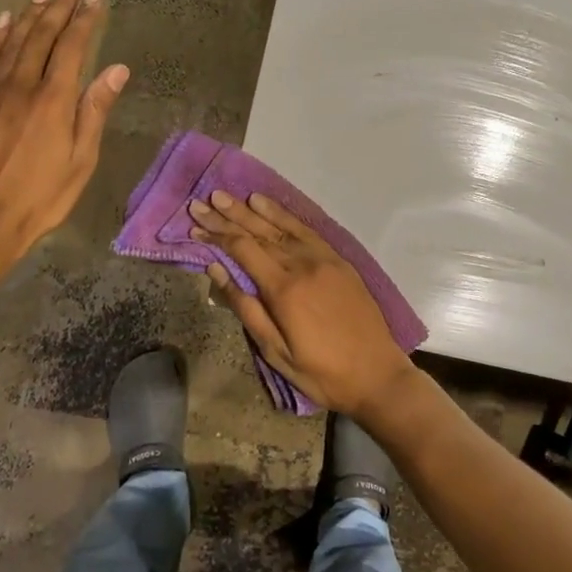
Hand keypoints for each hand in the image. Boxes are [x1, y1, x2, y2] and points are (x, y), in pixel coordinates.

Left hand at [0, 0, 128, 261]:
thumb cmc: (42, 195)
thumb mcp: (81, 159)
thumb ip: (95, 110)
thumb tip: (116, 69)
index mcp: (53, 100)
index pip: (72, 48)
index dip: (85, 21)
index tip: (95, 0)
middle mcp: (21, 86)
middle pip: (42, 37)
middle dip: (59, 7)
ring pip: (13, 42)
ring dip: (30, 15)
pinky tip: (4, 21)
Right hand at [191, 191, 417, 418]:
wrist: (377, 374)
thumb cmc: (321, 372)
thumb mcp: (276, 352)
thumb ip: (245, 307)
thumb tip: (217, 269)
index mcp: (284, 289)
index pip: (242, 250)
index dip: (217, 234)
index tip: (195, 221)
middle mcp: (302, 264)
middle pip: (259, 233)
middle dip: (228, 215)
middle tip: (203, 199)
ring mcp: (323, 259)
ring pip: (281, 227)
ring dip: (252, 210)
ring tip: (228, 196)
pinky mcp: (338, 260)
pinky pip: (305, 229)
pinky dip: (284, 215)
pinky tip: (266, 204)